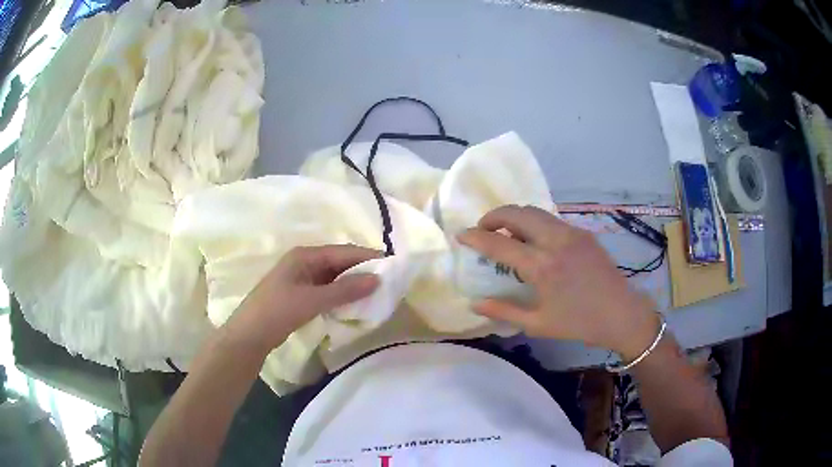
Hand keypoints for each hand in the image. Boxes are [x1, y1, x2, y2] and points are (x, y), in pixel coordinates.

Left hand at [224, 245, 380, 353]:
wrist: (250, 334)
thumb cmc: (278, 311)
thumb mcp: (313, 300)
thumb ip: (345, 290)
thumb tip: (377, 280)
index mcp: (304, 255)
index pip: (343, 251)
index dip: (367, 257)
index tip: (391, 265)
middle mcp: (303, 261)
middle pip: (338, 262)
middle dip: (361, 270)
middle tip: (386, 281)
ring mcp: (301, 278)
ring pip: (333, 276)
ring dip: (352, 283)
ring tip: (375, 292)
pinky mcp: (300, 293)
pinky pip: (326, 289)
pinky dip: (340, 294)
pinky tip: (353, 302)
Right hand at [458, 205, 658, 360]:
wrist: (621, 313)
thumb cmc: (578, 323)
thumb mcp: (537, 323)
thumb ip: (503, 311)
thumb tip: (474, 303)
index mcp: (541, 266)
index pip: (499, 242)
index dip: (476, 236)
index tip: (461, 235)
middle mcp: (555, 241)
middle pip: (516, 213)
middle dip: (494, 216)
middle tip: (484, 230)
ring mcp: (571, 233)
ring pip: (534, 211)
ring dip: (515, 216)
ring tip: (507, 232)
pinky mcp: (583, 232)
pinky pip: (551, 220)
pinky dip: (534, 223)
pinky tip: (535, 241)